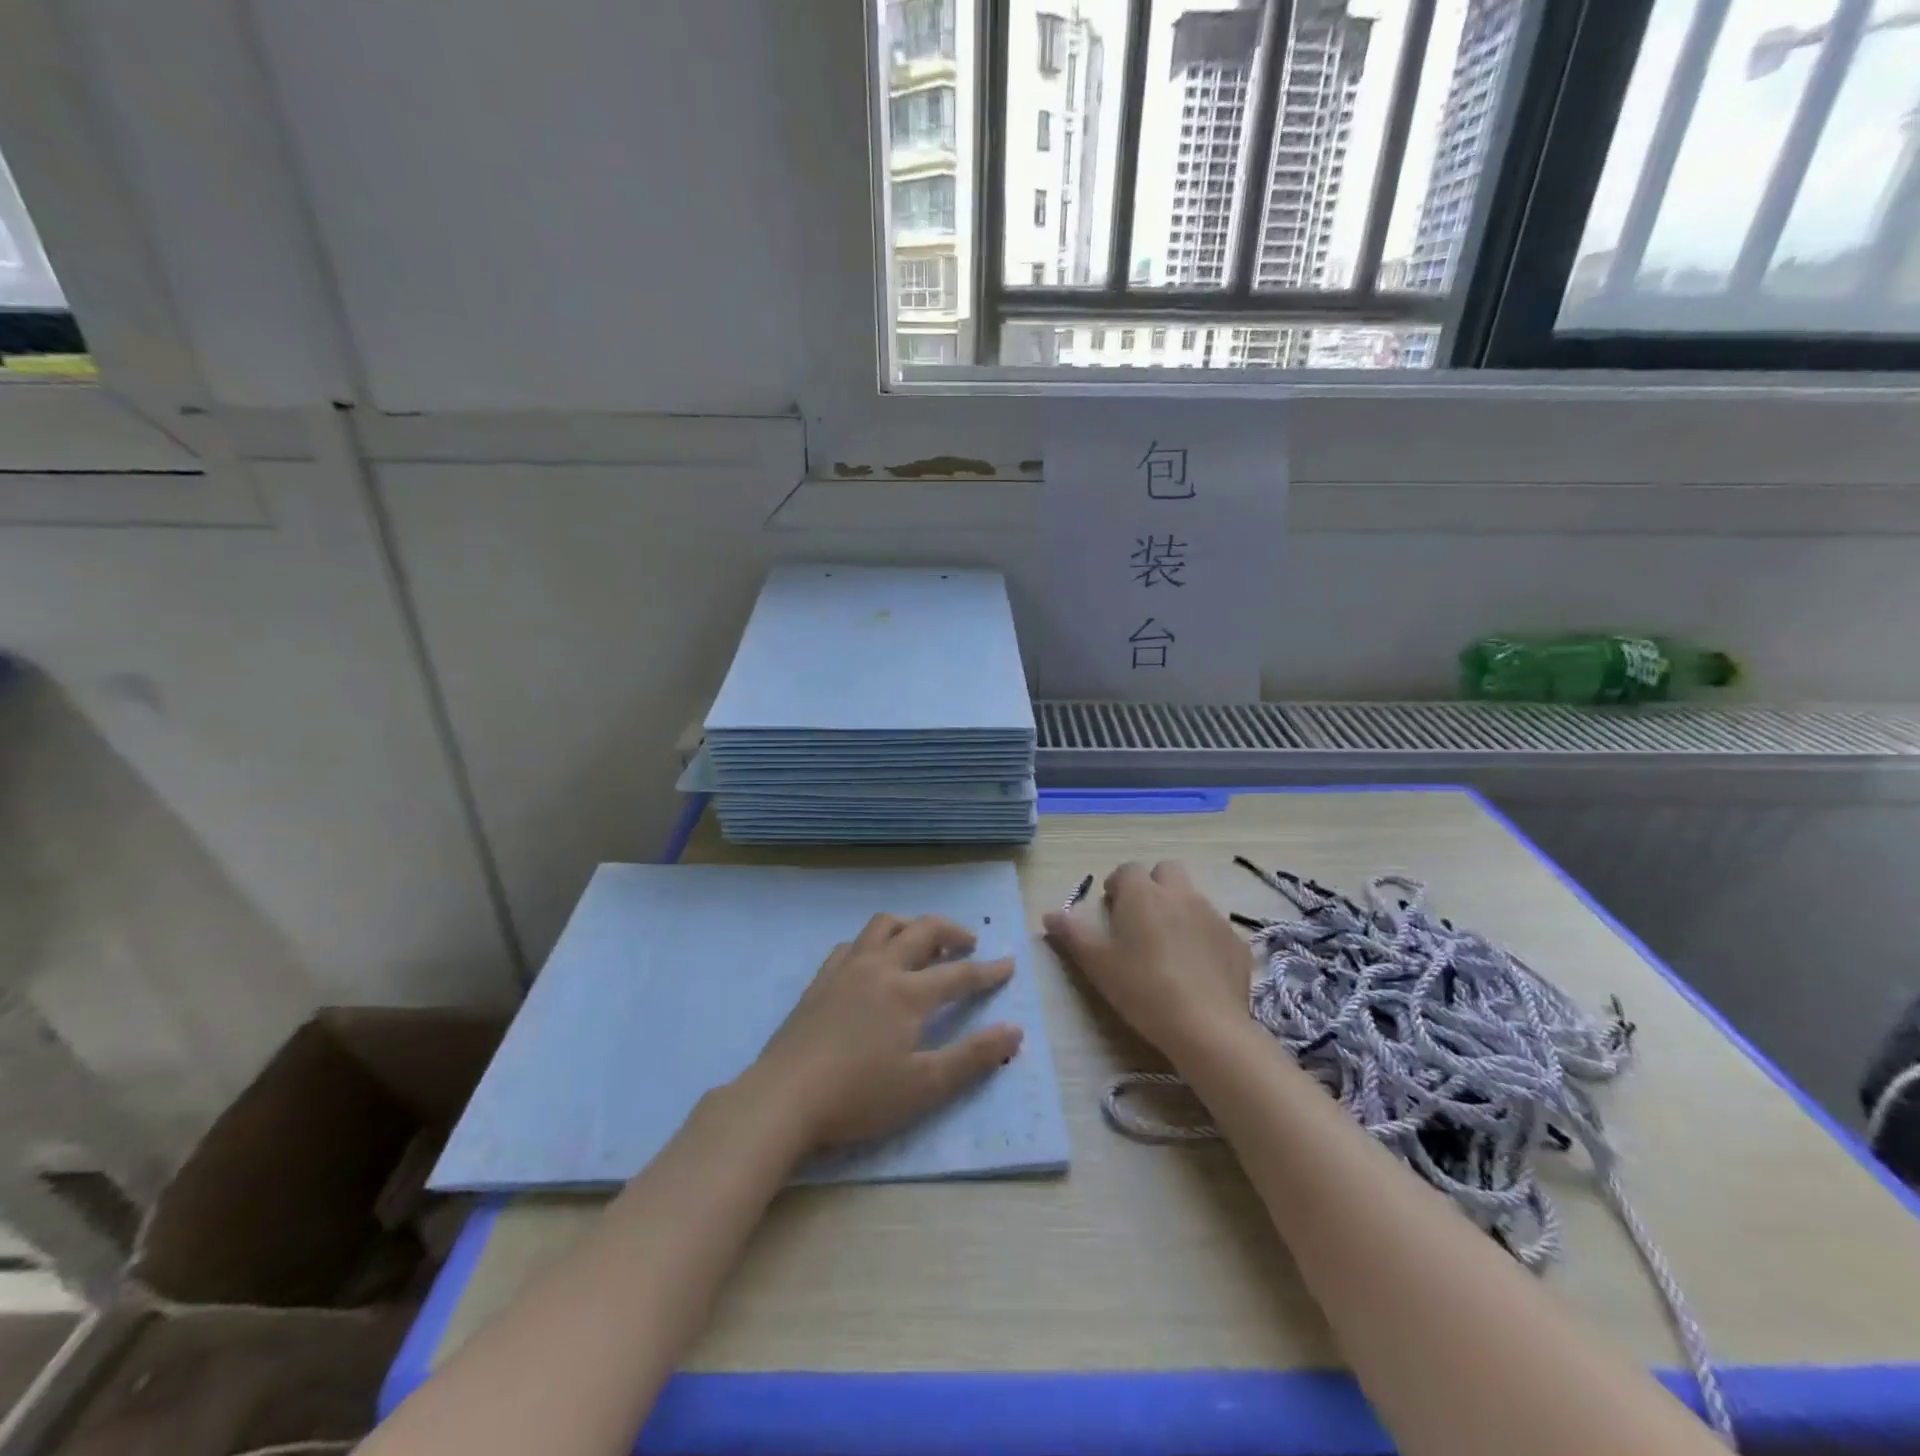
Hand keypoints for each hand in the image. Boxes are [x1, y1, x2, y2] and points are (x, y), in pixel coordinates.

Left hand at [746, 913, 1023, 1152]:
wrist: (784, 1098)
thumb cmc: (859, 1096)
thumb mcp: (925, 1086)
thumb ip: (972, 1057)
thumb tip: (1015, 1031)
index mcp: (908, 993)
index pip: (959, 974)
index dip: (988, 970)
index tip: (1008, 964)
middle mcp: (880, 968)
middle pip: (922, 932)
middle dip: (951, 931)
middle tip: (969, 942)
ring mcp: (846, 969)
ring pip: (883, 926)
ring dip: (910, 926)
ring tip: (923, 940)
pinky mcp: (820, 980)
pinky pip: (852, 944)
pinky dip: (872, 942)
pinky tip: (872, 960)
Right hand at [1044, 861, 1251, 1064]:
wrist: (1205, 1026)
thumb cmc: (1141, 988)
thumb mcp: (1097, 964)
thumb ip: (1071, 934)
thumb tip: (1050, 915)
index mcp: (1143, 894)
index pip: (1128, 870)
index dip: (1118, 886)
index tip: (1112, 909)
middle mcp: (1180, 894)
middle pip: (1167, 871)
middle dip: (1153, 885)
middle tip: (1141, 918)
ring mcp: (1212, 915)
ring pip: (1192, 898)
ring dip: (1178, 910)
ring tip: (1168, 947)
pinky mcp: (1235, 941)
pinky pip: (1214, 928)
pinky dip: (1203, 937)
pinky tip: (1196, 969)